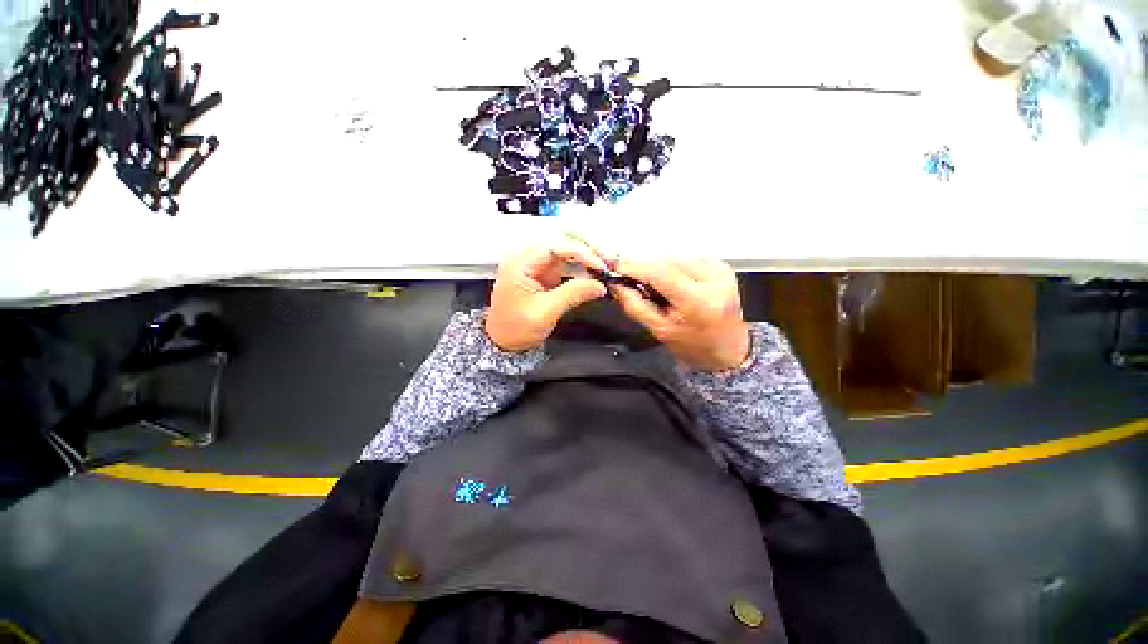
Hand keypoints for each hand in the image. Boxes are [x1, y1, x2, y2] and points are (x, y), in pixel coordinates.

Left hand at [485, 239, 608, 351]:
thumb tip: (598, 285)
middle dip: (587, 247)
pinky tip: (595, 270)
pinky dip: (584, 264)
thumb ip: (572, 295)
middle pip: (562, 240)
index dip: (581, 252)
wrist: (505, 342)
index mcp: (520, 263)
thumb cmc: (514, 329)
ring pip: (567, 249)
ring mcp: (538, 265)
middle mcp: (528, 258)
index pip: (555, 246)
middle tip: (607, 259)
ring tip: (605, 263)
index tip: (599, 265)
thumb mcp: (544, 313)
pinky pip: (568, 262)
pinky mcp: (546, 274)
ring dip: (588, 253)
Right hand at [612, 259, 749, 371]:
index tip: (618, 268)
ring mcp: (721, 271)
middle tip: (636, 284)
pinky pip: (687, 260)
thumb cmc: (697, 346)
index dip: (635, 267)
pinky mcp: (722, 267)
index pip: (660, 272)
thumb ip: (635, 305)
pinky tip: (676, 287)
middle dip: (646, 270)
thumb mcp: (660, 330)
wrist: (729, 350)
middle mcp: (715, 281)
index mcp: (699, 301)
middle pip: (666, 262)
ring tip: (662, 292)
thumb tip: (619, 285)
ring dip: (661, 271)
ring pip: (676, 259)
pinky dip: (675, 270)